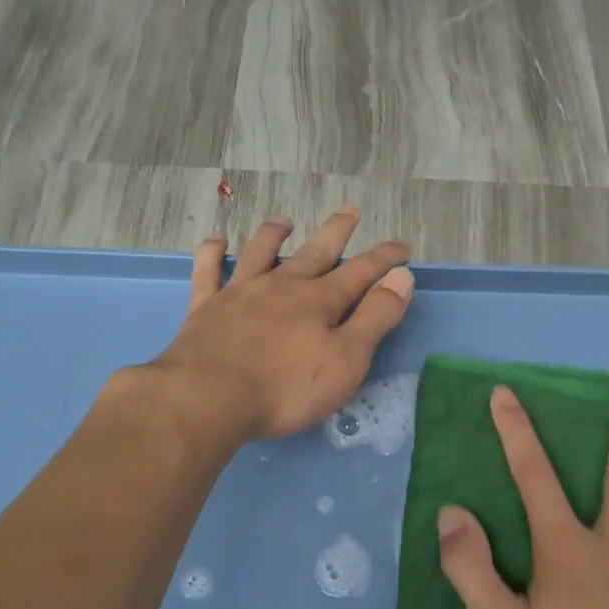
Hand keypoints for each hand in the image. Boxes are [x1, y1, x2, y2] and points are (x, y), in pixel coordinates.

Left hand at [149, 208, 414, 440]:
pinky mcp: (206, 308)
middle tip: (349, 211)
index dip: (384, 259)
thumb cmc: (287, 388)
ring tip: (284, 221)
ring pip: (260, 254)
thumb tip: (402, 278)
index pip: (361, 272)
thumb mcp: (347, 359)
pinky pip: (208, 271)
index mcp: (320, 301)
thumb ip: (375, 317)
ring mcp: (240, 294)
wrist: (209, 397)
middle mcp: (282, 287)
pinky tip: (216, 240)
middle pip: (315, 253)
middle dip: (336, 233)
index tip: (402, 247)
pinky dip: (212, 253)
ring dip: (274, 235)